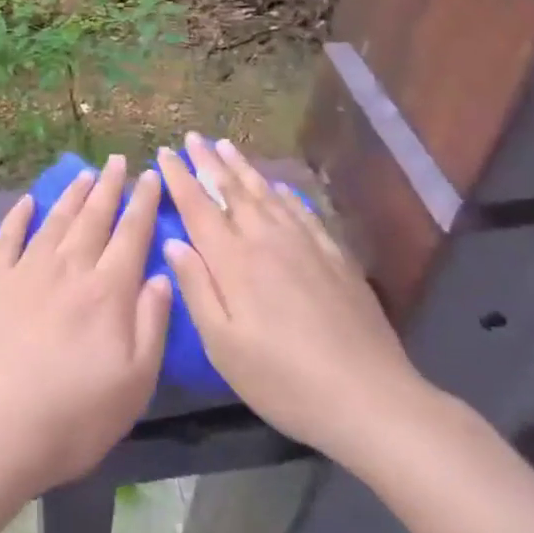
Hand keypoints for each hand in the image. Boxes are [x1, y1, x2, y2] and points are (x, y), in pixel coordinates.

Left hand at [0, 156, 173, 494]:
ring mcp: (27, 270)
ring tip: (84, 173)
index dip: (143, 203)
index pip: (131, 234)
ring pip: (56, 220)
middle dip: (109, 186)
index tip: (151, 175)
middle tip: (117, 160)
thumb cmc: (75, 415)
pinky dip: (18, 216)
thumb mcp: (135, 381)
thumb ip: (152, 323)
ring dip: (72, 195)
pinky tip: (26, 202)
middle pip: (94, 217)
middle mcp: (69, 268)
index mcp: (108, 290)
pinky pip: (7, 238)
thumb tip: (162, 274)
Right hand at [157, 133, 436, 473]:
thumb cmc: (284, 379)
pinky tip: (279, 186)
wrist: (369, 396)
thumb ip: (196, 289)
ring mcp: (304, 243)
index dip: (179, 177)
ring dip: (243, 167)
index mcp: (233, 260)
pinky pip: (302, 210)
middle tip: (193, 136)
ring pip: (266, 192)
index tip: (165, 151)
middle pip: (232, 190)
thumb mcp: (224, 346)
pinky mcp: (333, 255)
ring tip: (226, 145)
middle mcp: (265, 239)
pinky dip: (284, 192)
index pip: (198, 206)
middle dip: (208, 161)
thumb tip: (172, 243)